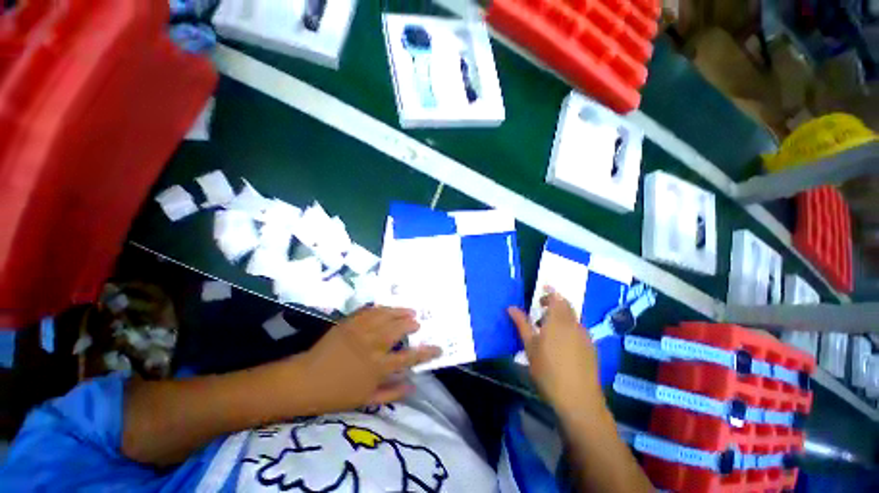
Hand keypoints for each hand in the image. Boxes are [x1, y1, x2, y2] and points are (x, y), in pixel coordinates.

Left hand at [296, 307, 441, 413]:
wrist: (305, 381)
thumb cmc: (337, 394)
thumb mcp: (366, 400)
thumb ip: (392, 393)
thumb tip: (413, 385)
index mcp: (377, 367)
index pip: (409, 358)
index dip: (426, 352)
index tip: (438, 347)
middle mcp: (372, 346)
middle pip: (398, 330)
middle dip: (411, 325)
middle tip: (418, 322)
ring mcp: (360, 332)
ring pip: (386, 317)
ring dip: (400, 312)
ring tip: (410, 310)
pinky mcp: (349, 323)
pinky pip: (369, 311)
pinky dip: (381, 308)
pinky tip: (387, 307)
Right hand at [508, 288, 603, 417]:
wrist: (578, 400)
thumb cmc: (548, 371)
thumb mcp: (530, 346)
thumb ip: (522, 324)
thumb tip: (511, 307)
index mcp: (558, 321)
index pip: (557, 298)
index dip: (550, 291)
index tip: (542, 290)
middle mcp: (574, 325)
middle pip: (567, 305)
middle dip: (555, 302)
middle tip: (540, 308)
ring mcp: (585, 336)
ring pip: (573, 318)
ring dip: (561, 315)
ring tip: (547, 327)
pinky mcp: (591, 348)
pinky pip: (579, 329)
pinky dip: (569, 326)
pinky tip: (561, 342)